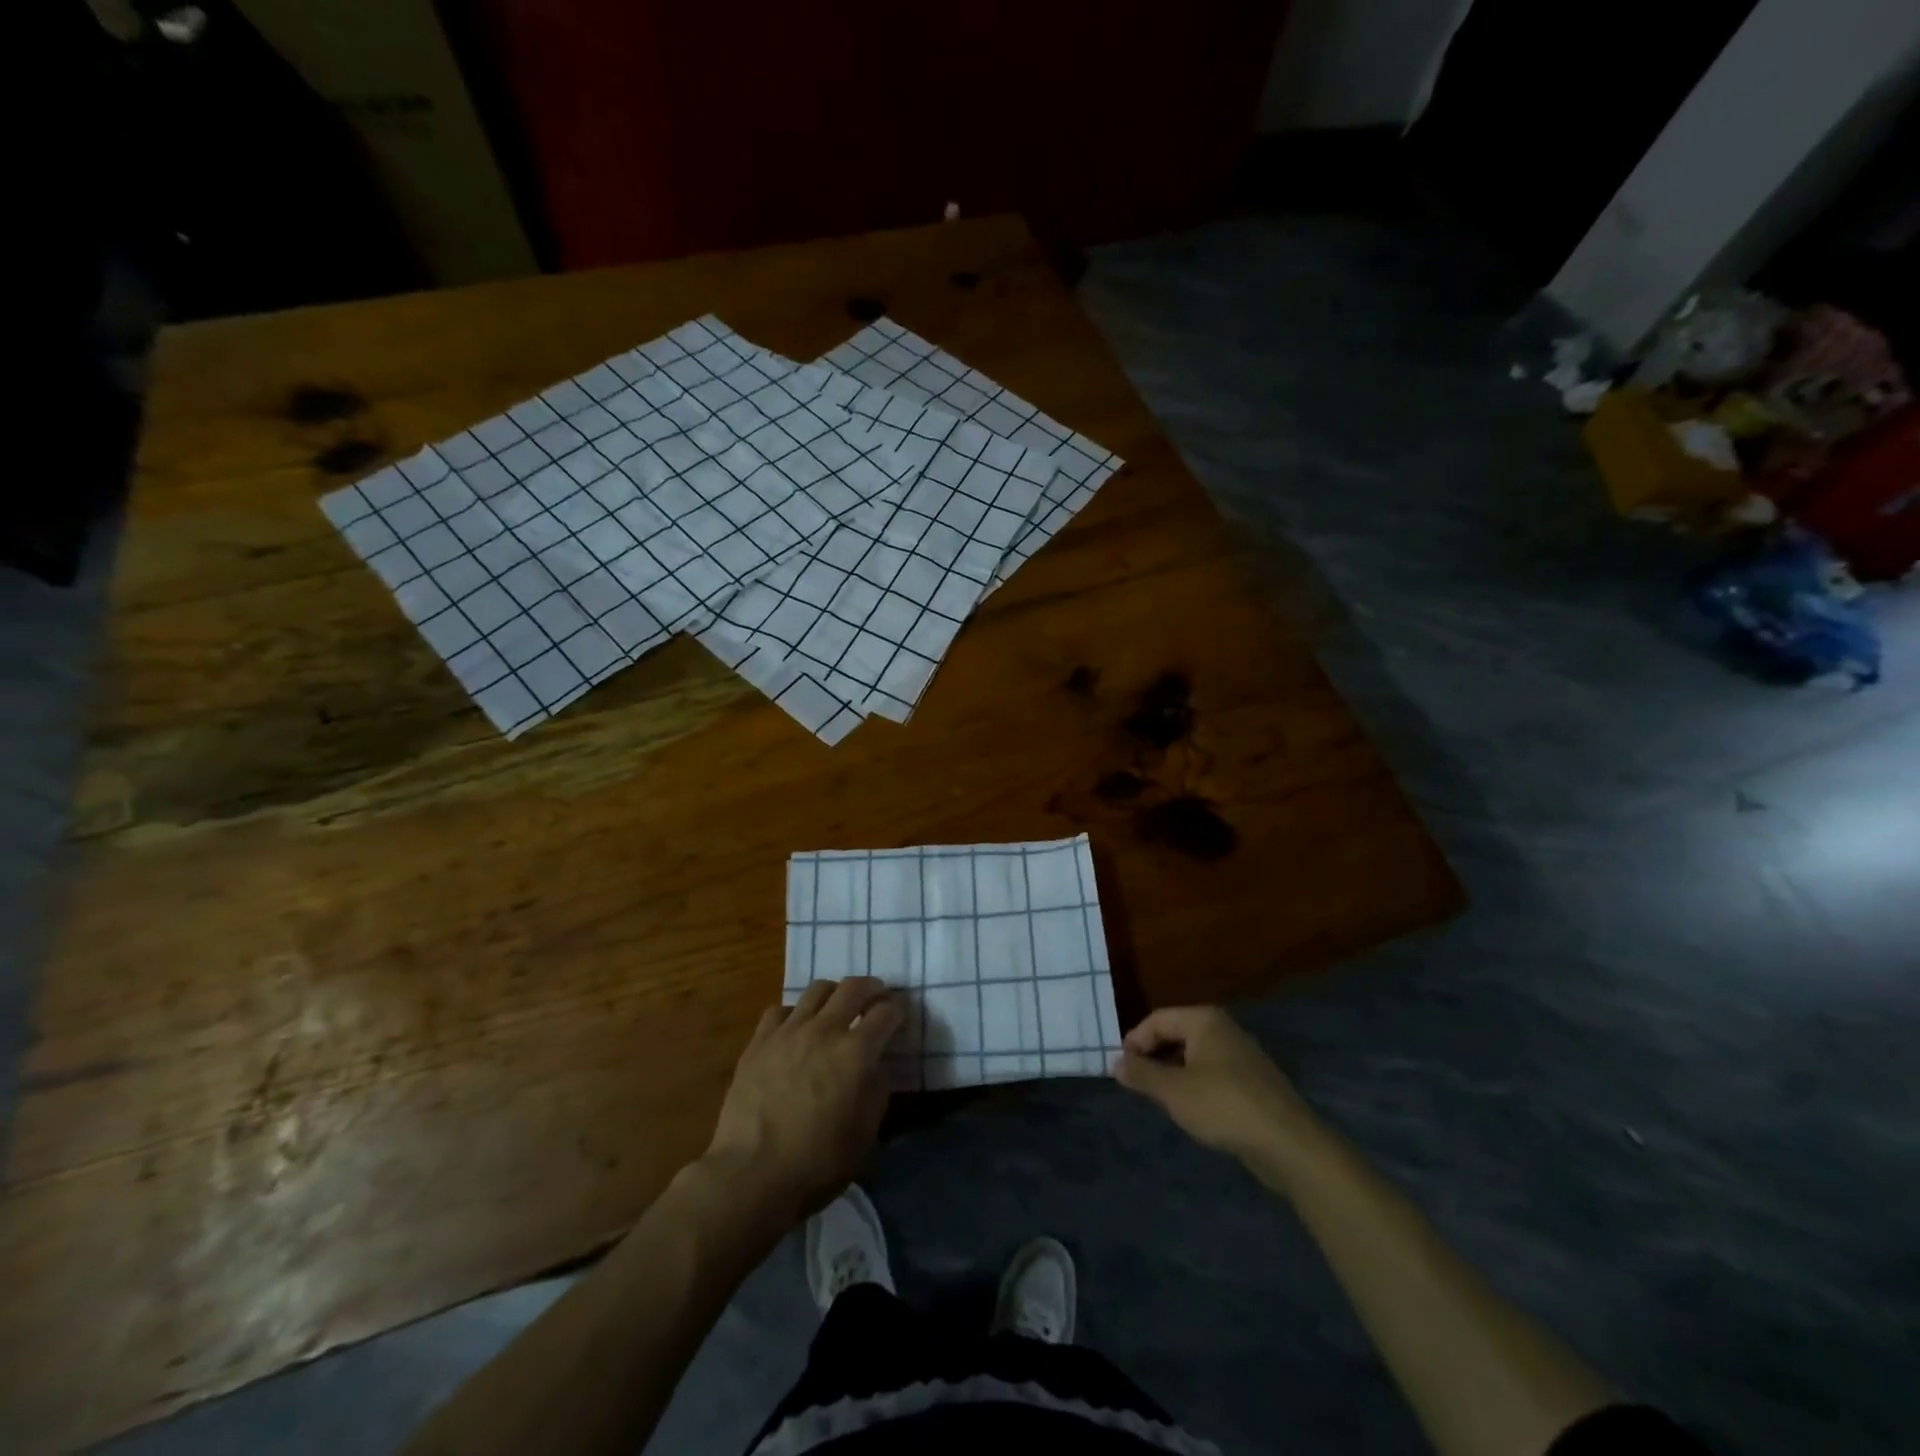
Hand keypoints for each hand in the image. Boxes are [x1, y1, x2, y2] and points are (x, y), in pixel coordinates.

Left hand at [704, 978, 904, 1222]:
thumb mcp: (865, 1136)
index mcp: (857, 1053)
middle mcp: (825, 1030)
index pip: (886, 1012)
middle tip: (876, 997)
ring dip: (834, 993)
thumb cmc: (817, 1163)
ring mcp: (789, 1031)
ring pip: (817, 989)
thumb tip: (876, 1067)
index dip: (898, 1009)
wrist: (751, 1175)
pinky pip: (781, 1010)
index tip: (900, 1013)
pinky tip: (796, 1029)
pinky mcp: (759, 1041)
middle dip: (871, 988)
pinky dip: (795, 1013)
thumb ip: (877, 1092)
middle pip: (853, 987)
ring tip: (836, 1007)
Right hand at [1114, 1006, 1319, 1164]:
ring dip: (1173, 1072)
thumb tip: (1116, 1062)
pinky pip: (1213, 1073)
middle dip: (1154, 1056)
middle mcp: (1224, 1028)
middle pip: (1176, 1034)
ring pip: (1195, 1055)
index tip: (1122, 1069)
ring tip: (1161, 1098)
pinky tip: (1192, 1109)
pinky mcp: (1253, 1081)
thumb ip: (1142, 1074)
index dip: (1135, 1041)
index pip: (1157, 1020)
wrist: (1288, 1143)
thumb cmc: (1223, 1106)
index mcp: (1204, 1020)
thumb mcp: (1173, 1091)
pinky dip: (1195, 1084)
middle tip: (1138, 1084)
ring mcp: (1242, 1054)